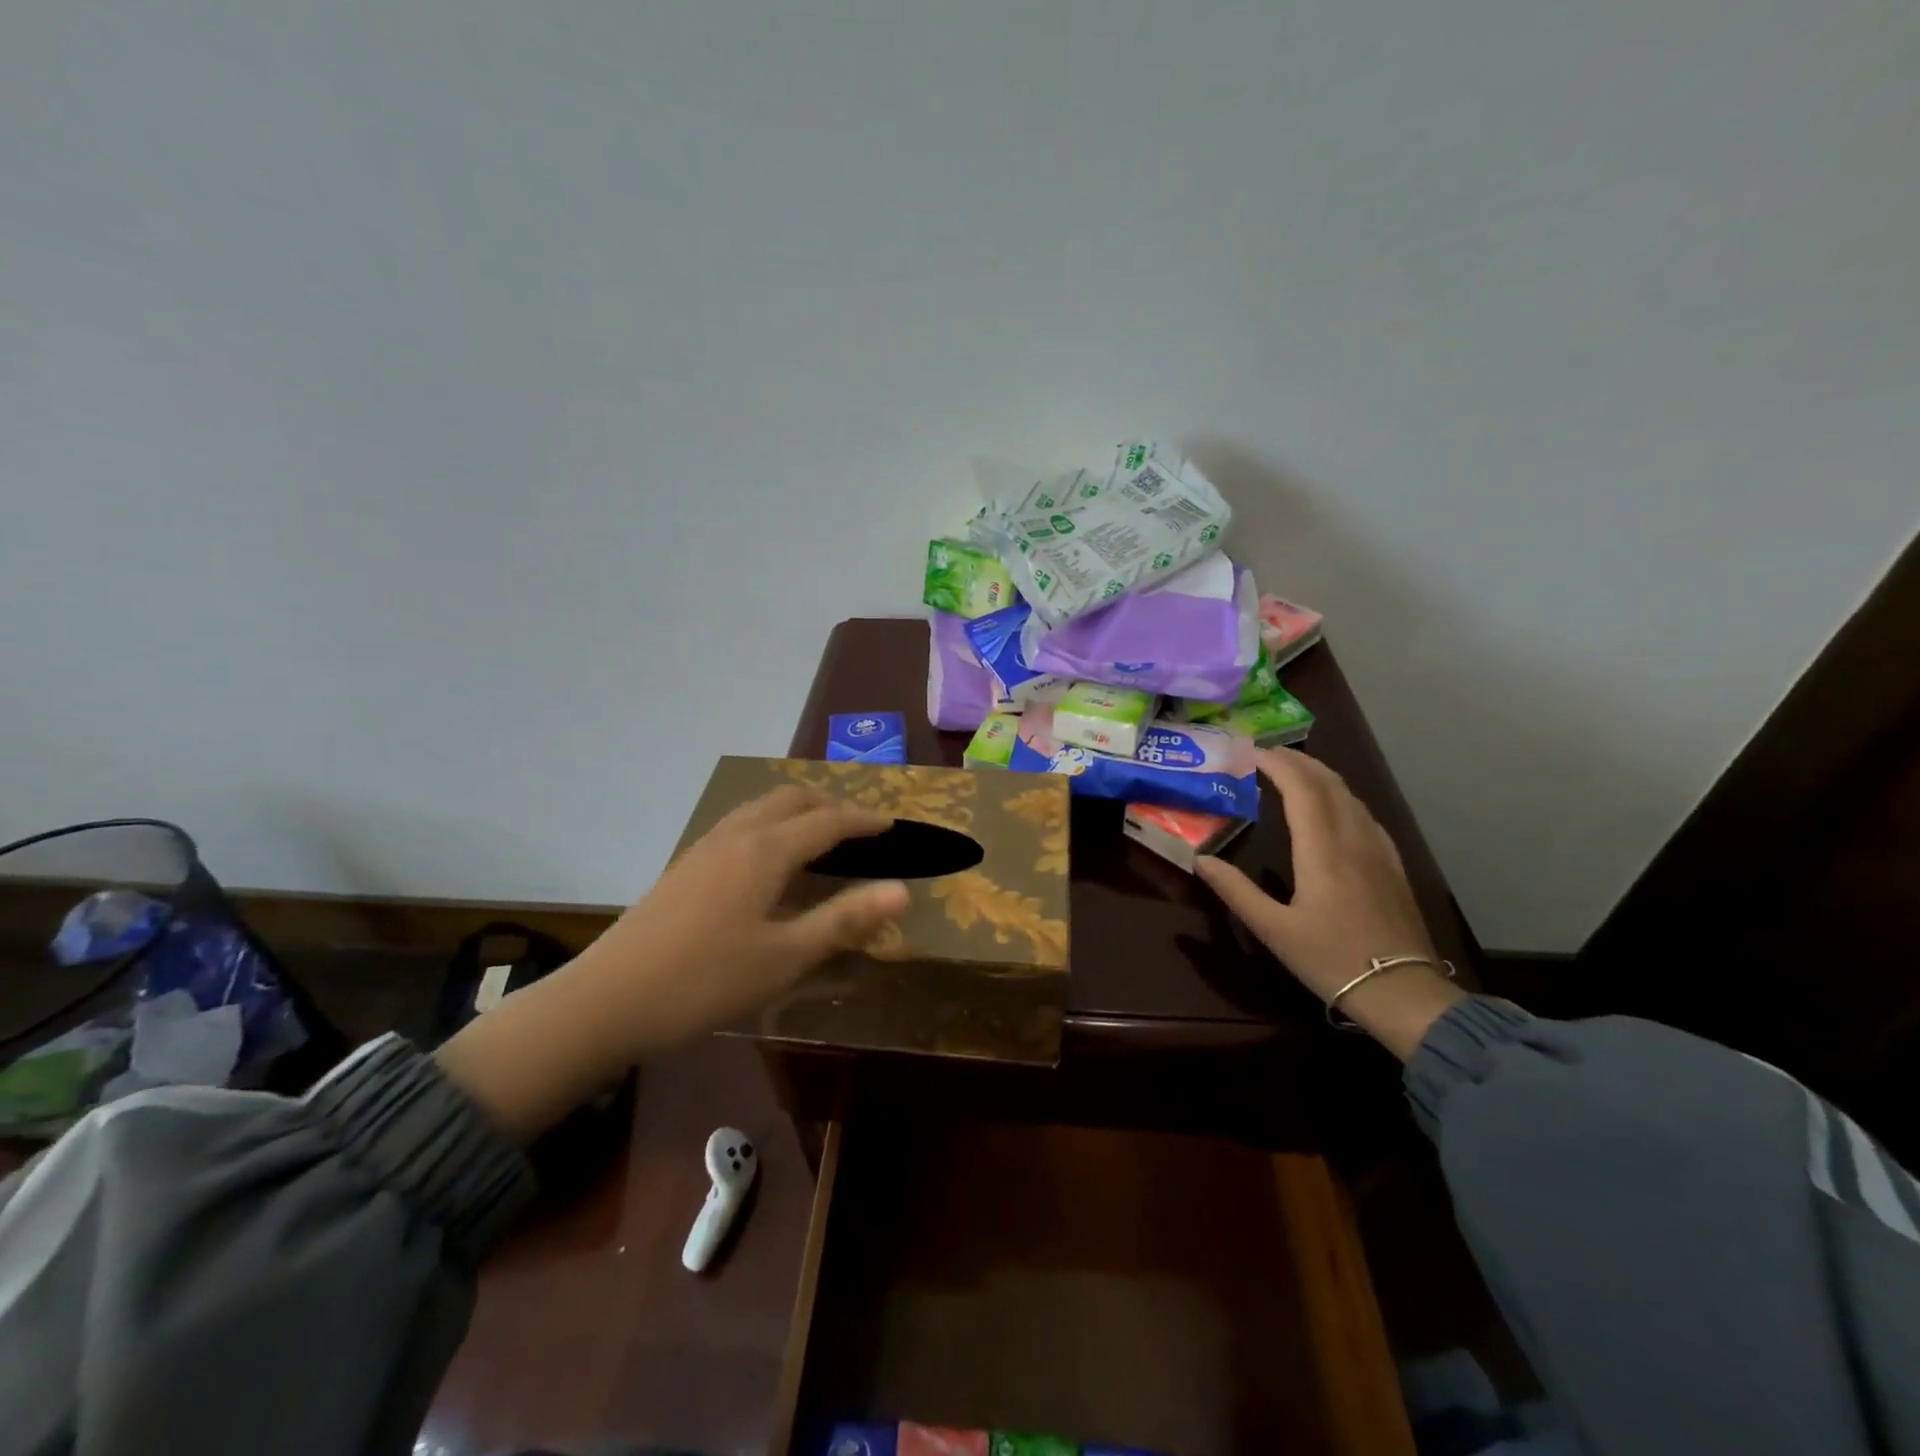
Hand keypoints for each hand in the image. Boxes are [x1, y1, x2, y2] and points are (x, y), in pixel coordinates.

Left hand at [435, 786, 906, 1138]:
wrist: (608, 999)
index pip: (829, 821)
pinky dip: (772, 823)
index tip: (894, 824)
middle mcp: (738, 834)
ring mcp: (706, 846)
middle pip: (793, 799)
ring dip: (799, 810)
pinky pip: (742, 822)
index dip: (865, 820)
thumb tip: (902, 889)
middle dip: (832, 805)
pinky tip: (770, 858)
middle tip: (861, 829)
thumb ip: (844, 919)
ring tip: (821, 836)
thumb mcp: (785, 957)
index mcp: (767, 850)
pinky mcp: (686, 863)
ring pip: (762, 807)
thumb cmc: (706, 980)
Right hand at [1196, 748, 1461, 1058]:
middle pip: (1328, 783)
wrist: (1403, 992)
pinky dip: (1340, 795)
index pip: (1301, 790)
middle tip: (1266, 754)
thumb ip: (1236, 891)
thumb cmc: (1331, 960)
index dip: (1277, 764)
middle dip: (1296, 762)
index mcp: (1322, 851)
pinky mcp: (1392, 864)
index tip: (1250, 751)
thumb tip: (1200, 860)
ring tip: (1292, 770)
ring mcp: (1378, 850)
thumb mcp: (1274, 930)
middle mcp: (1353, 840)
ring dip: (1319, 774)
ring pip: (1350, 795)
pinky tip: (1332, 805)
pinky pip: (1364, 813)